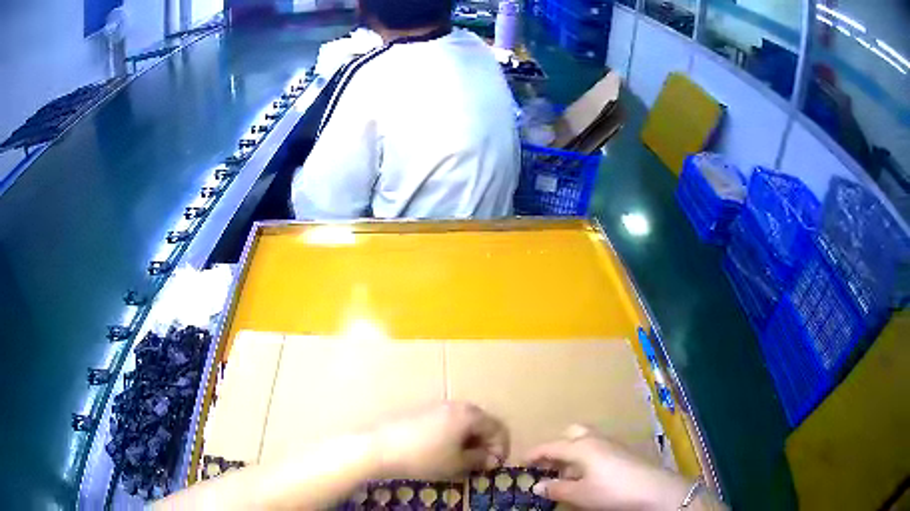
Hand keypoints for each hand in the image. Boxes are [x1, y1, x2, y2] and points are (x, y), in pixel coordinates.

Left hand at [373, 401, 508, 480]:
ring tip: (463, 461)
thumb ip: (480, 459)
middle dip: (486, 445)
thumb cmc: (425, 458)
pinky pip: (449, 423)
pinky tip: (445, 453)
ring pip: (465, 424)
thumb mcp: (457, 464)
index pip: (499, 428)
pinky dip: (455, 437)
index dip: (501, 449)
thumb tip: (490, 459)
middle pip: (483, 423)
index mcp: (470, 415)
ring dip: (471, 442)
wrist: (381, 448)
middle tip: (481, 465)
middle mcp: (457, 406)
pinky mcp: (424, 413)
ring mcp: (439, 407)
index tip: (494, 467)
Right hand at [525, 425, 695, 510]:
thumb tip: (537, 485)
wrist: (652, 489)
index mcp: (581, 447)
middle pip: (572, 434)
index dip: (534, 453)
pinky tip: (588, 476)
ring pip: (586, 441)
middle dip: (557, 446)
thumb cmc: (611, 491)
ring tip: (566, 474)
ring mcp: (612, 444)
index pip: (551, 446)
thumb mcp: (580, 494)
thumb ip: (557, 489)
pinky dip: (586, 458)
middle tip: (548, 464)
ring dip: (572, 453)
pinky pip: (598, 448)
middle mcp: (596, 440)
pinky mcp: (623, 452)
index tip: (520, 460)